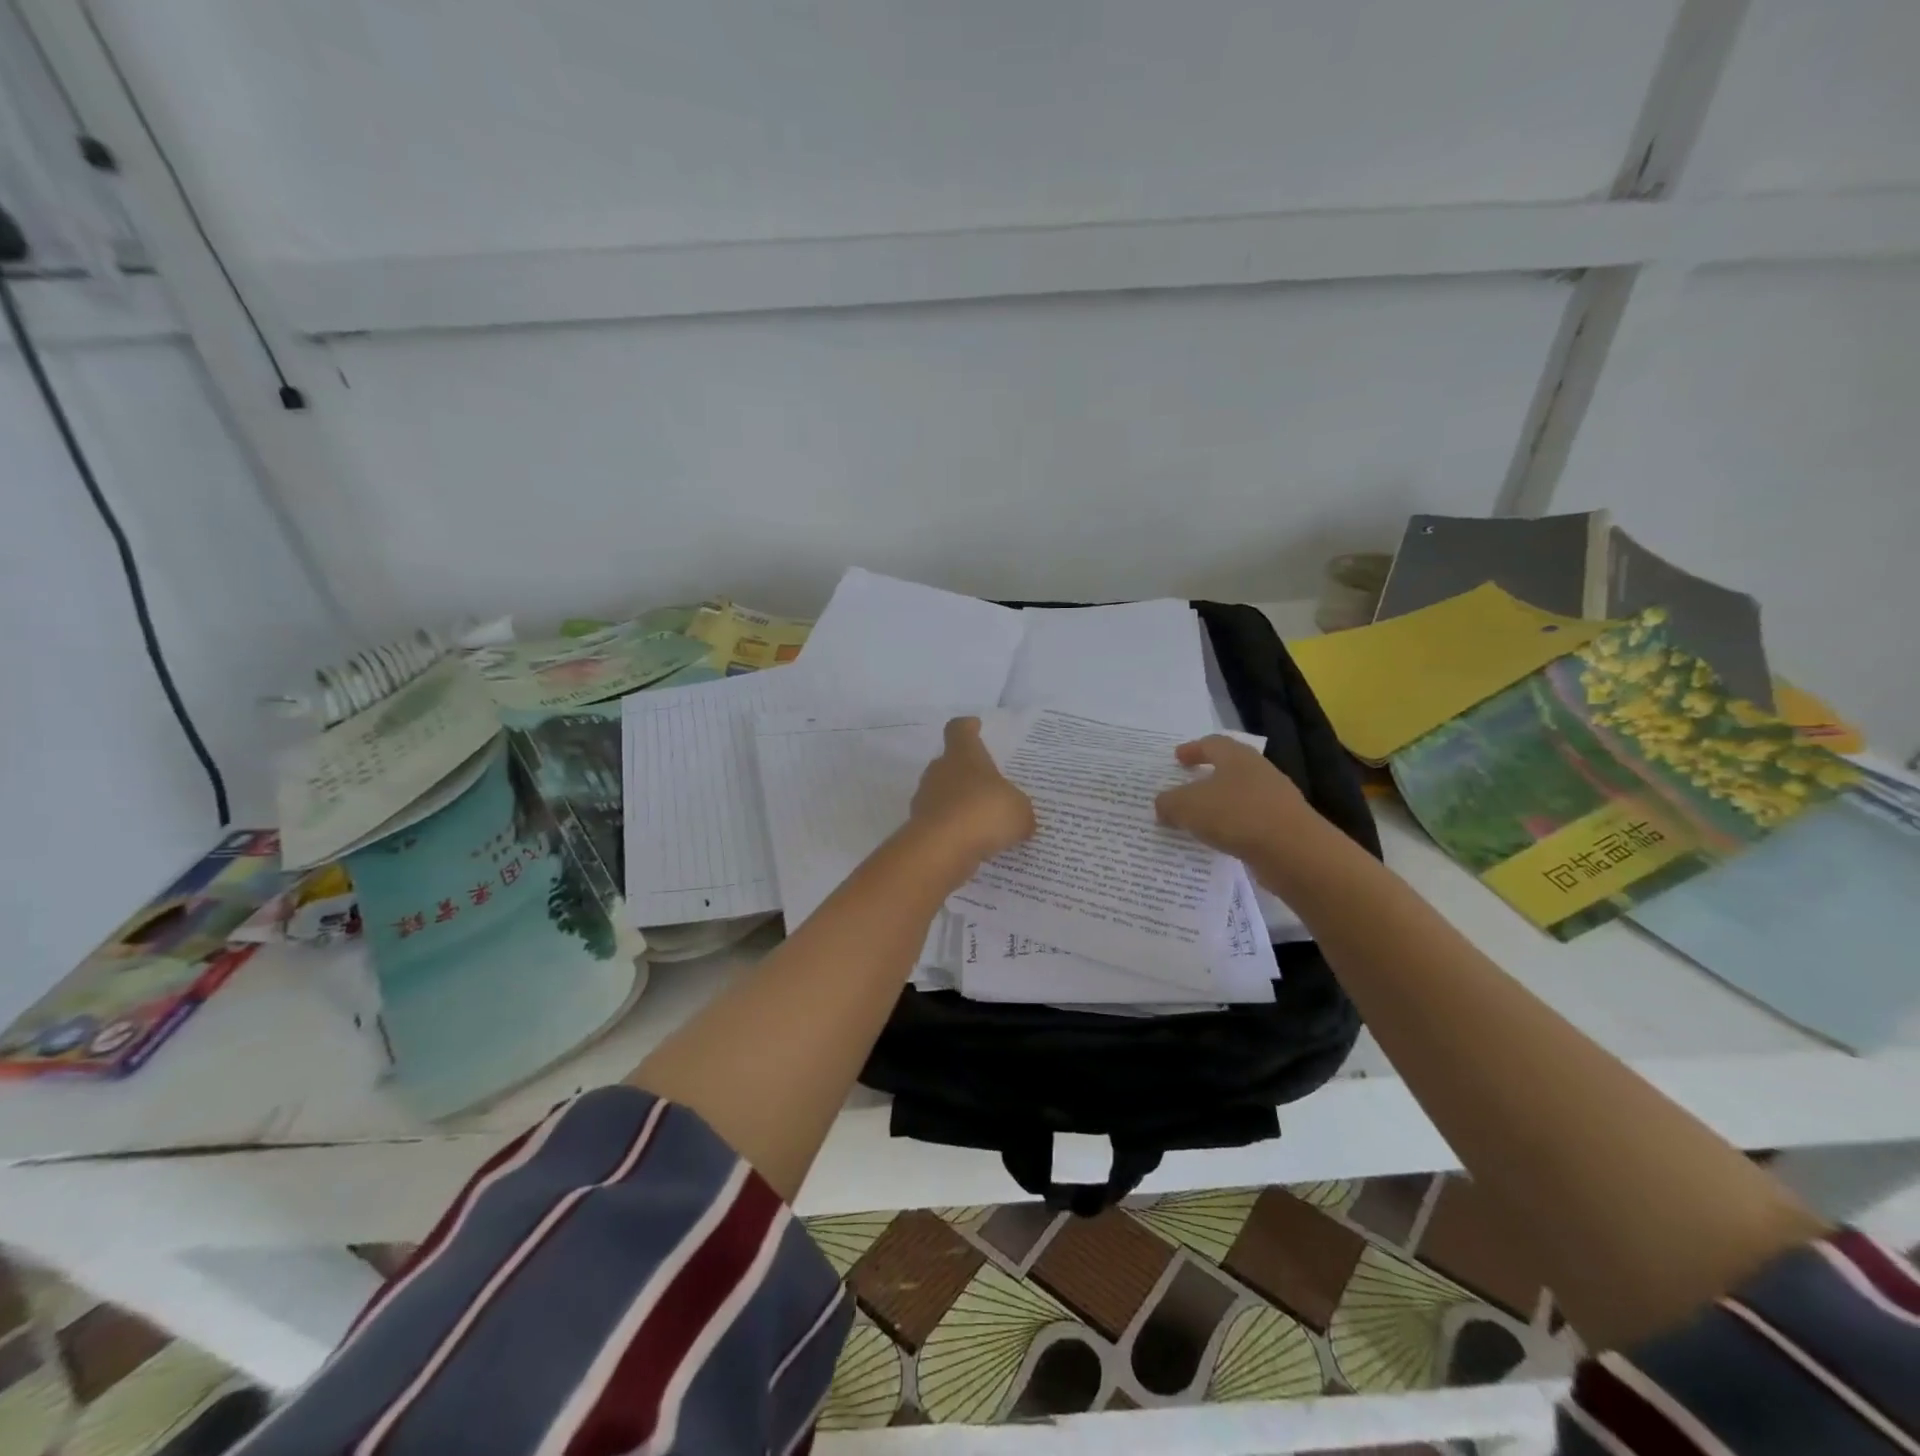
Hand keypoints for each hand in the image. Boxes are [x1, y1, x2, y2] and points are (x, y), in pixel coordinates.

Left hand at [909, 717, 1035, 865]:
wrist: (941, 849)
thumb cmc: (983, 812)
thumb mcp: (1019, 811)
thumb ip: (1020, 812)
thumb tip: (1020, 820)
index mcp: (963, 755)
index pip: (959, 729)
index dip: (968, 727)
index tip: (976, 727)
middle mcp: (939, 771)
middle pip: (950, 763)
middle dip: (968, 774)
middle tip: (990, 787)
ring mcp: (925, 799)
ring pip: (944, 794)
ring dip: (960, 804)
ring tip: (985, 822)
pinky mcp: (919, 827)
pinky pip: (941, 822)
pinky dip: (954, 830)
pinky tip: (973, 844)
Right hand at [1154, 735, 1314, 862]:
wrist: (1293, 851)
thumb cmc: (1235, 815)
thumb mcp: (1187, 807)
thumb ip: (1169, 803)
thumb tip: (1162, 805)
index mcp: (1236, 756)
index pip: (1212, 743)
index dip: (1193, 749)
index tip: (1177, 758)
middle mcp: (1258, 771)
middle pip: (1230, 767)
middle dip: (1207, 777)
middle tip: (1186, 786)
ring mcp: (1275, 799)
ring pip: (1240, 796)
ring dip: (1220, 805)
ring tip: (1198, 819)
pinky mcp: (1283, 826)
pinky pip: (1250, 821)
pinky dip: (1233, 827)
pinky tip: (1220, 841)